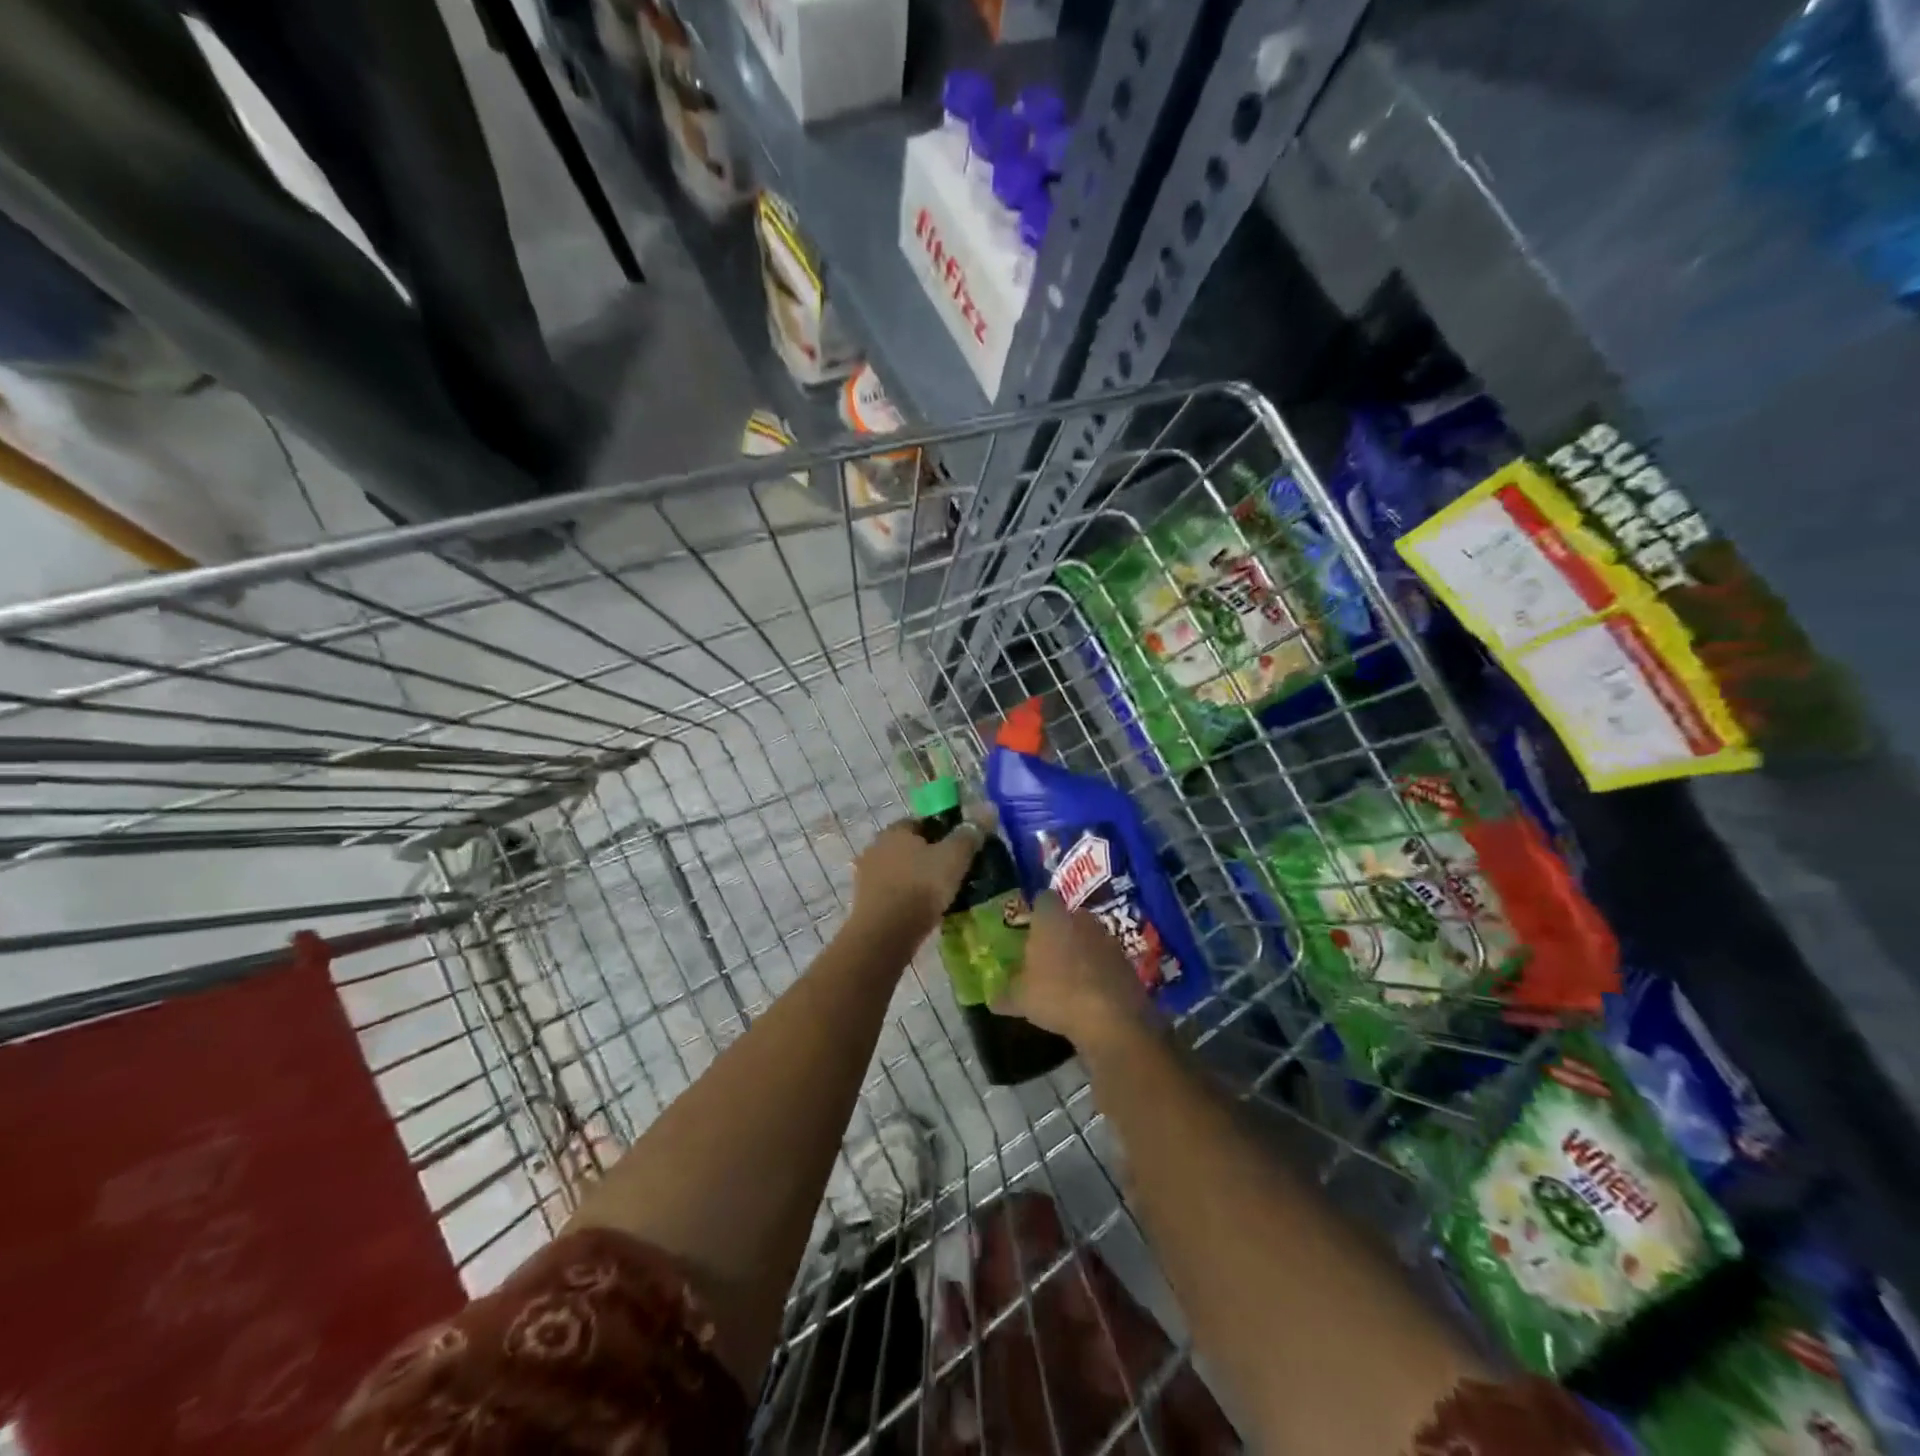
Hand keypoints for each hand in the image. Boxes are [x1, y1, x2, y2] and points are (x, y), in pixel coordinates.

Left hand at [850, 816, 983, 942]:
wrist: (885, 934)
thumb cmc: (921, 887)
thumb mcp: (954, 857)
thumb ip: (970, 833)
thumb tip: (989, 807)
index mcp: (895, 830)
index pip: (922, 822)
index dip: (944, 833)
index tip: (961, 850)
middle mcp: (877, 847)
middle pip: (911, 847)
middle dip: (930, 857)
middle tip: (954, 874)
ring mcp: (868, 875)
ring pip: (902, 871)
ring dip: (918, 879)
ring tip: (942, 896)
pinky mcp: (866, 902)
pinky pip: (894, 893)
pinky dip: (907, 898)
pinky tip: (923, 911)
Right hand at [995, 892, 1150, 1049]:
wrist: (1113, 1019)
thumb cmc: (1057, 995)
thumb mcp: (1021, 999)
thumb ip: (1006, 995)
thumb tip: (992, 999)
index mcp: (1052, 918)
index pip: (1043, 899)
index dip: (1036, 911)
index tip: (1030, 929)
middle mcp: (1082, 920)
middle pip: (1069, 917)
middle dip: (1060, 932)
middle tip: (1047, 955)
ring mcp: (1108, 939)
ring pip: (1090, 937)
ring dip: (1081, 951)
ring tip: (1069, 978)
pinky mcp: (1127, 961)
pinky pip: (1107, 960)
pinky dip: (1099, 971)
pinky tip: (1090, 994)